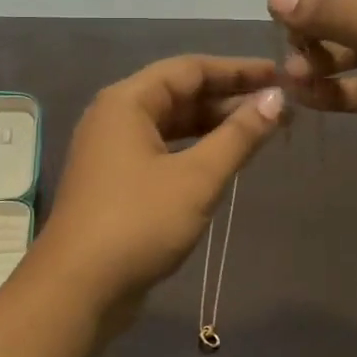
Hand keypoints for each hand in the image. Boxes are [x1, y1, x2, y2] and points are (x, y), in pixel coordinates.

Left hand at [34, 56, 285, 316]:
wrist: (78, 287)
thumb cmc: (138, 223)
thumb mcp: (197, 178)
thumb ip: (238, 136)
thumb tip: (276, 100)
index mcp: (127, 101)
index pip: (189, 69)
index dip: (237, 70)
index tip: (279, 76)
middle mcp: (114, 117)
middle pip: (178, 94)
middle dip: (228, 99)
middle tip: (277, 108)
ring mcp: (110, 151)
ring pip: (170, 125)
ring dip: (212, 126)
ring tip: (259, 132)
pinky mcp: (114, 182)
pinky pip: (160, 151)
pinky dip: (193, 151)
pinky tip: (222, 161)